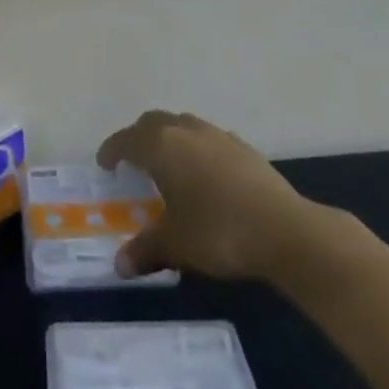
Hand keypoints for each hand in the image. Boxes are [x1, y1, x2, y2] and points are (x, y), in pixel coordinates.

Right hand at [97, 110, 329, 282]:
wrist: (284, 229)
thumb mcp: (176, 245)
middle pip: (152, 123)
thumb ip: (146, 249)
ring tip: (168, 166)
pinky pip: (207, 139)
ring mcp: (215, 134)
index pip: (126, 140)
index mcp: (161, 146)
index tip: (104, 163)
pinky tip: (205, 175)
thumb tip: (119, 265)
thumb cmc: (219, 231)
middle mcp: (184, 130)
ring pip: (181, 125)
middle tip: (132, 162)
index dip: (112, 150)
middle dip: (138, 138)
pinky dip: (196, 149)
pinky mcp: (242, 146)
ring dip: (169, 139)